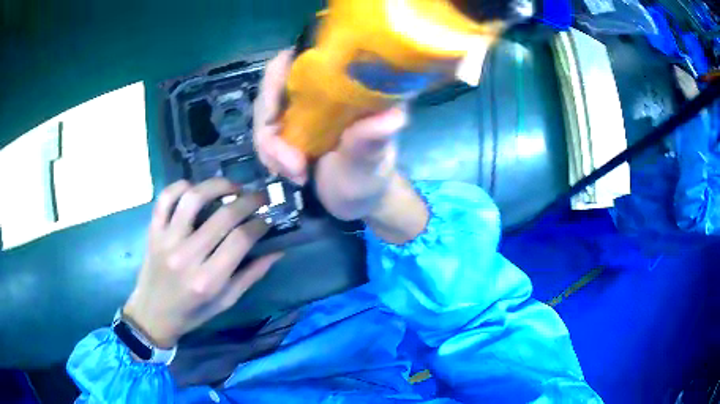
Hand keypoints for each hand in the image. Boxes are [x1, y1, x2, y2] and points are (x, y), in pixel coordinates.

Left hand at [124, 178, 282, 347]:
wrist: (152, 314)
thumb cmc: (192, 312)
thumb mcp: (226, 301)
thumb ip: (251, 275)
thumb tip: (277, 250)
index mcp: (208, 280)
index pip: (241, 240)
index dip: (260, 225)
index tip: (268, 220)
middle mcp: (186, 256)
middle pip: (223, 216)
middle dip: (248, 201)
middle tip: (259, 197)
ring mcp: (166, 240)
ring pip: (193, 198)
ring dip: (217, 186)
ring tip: (232, 187)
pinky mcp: (153, 230)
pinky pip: (166, 198)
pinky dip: (181, 186)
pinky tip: (195, 189)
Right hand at [254, 50, 408, 221]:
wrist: (356, 200)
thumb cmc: (369, 180)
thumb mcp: (371, 165)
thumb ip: (372, 143)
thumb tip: (392, 117)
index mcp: (352, 82)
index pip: (310, 53)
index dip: (281, 73)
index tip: (275, 114)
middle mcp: (325, 84)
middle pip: (276, 81)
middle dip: (270, 124)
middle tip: (289, 163)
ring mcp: (305, 103)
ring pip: (266, 109)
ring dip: (269, 145)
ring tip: (293, 173)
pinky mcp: (291, 122)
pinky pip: (265, 128)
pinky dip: (268, 152)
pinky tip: (286, 171)